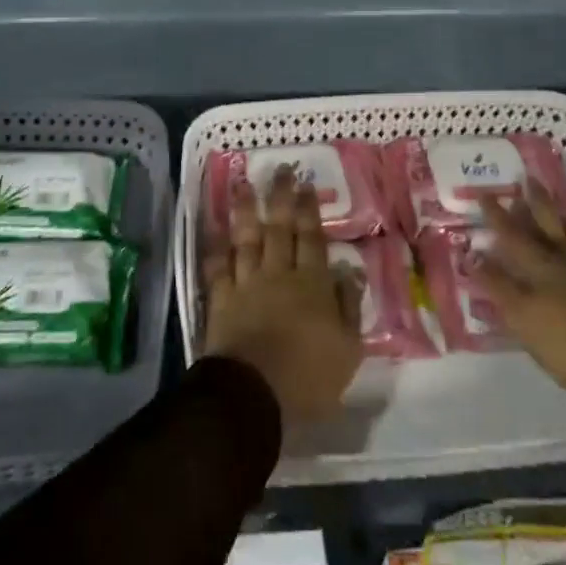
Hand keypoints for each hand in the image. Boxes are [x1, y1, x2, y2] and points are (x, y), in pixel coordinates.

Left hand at [203, 168, 362, 420]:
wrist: (254, 394)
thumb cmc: (308, 377)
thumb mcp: (348, 350)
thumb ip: (349, 308)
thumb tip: (348, 272)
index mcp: (312, 285)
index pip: (312, 239)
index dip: (309, 210)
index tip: (305, 185)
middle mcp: (278, 274)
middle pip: (279, 229)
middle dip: (280, 197)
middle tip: (280, 170)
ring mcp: (246, 284)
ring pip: (247, 239)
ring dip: (245, 210)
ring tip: (243, 185)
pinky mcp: (221, 299)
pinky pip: (218, 267)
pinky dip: (217, 248)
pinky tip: (216, 232)